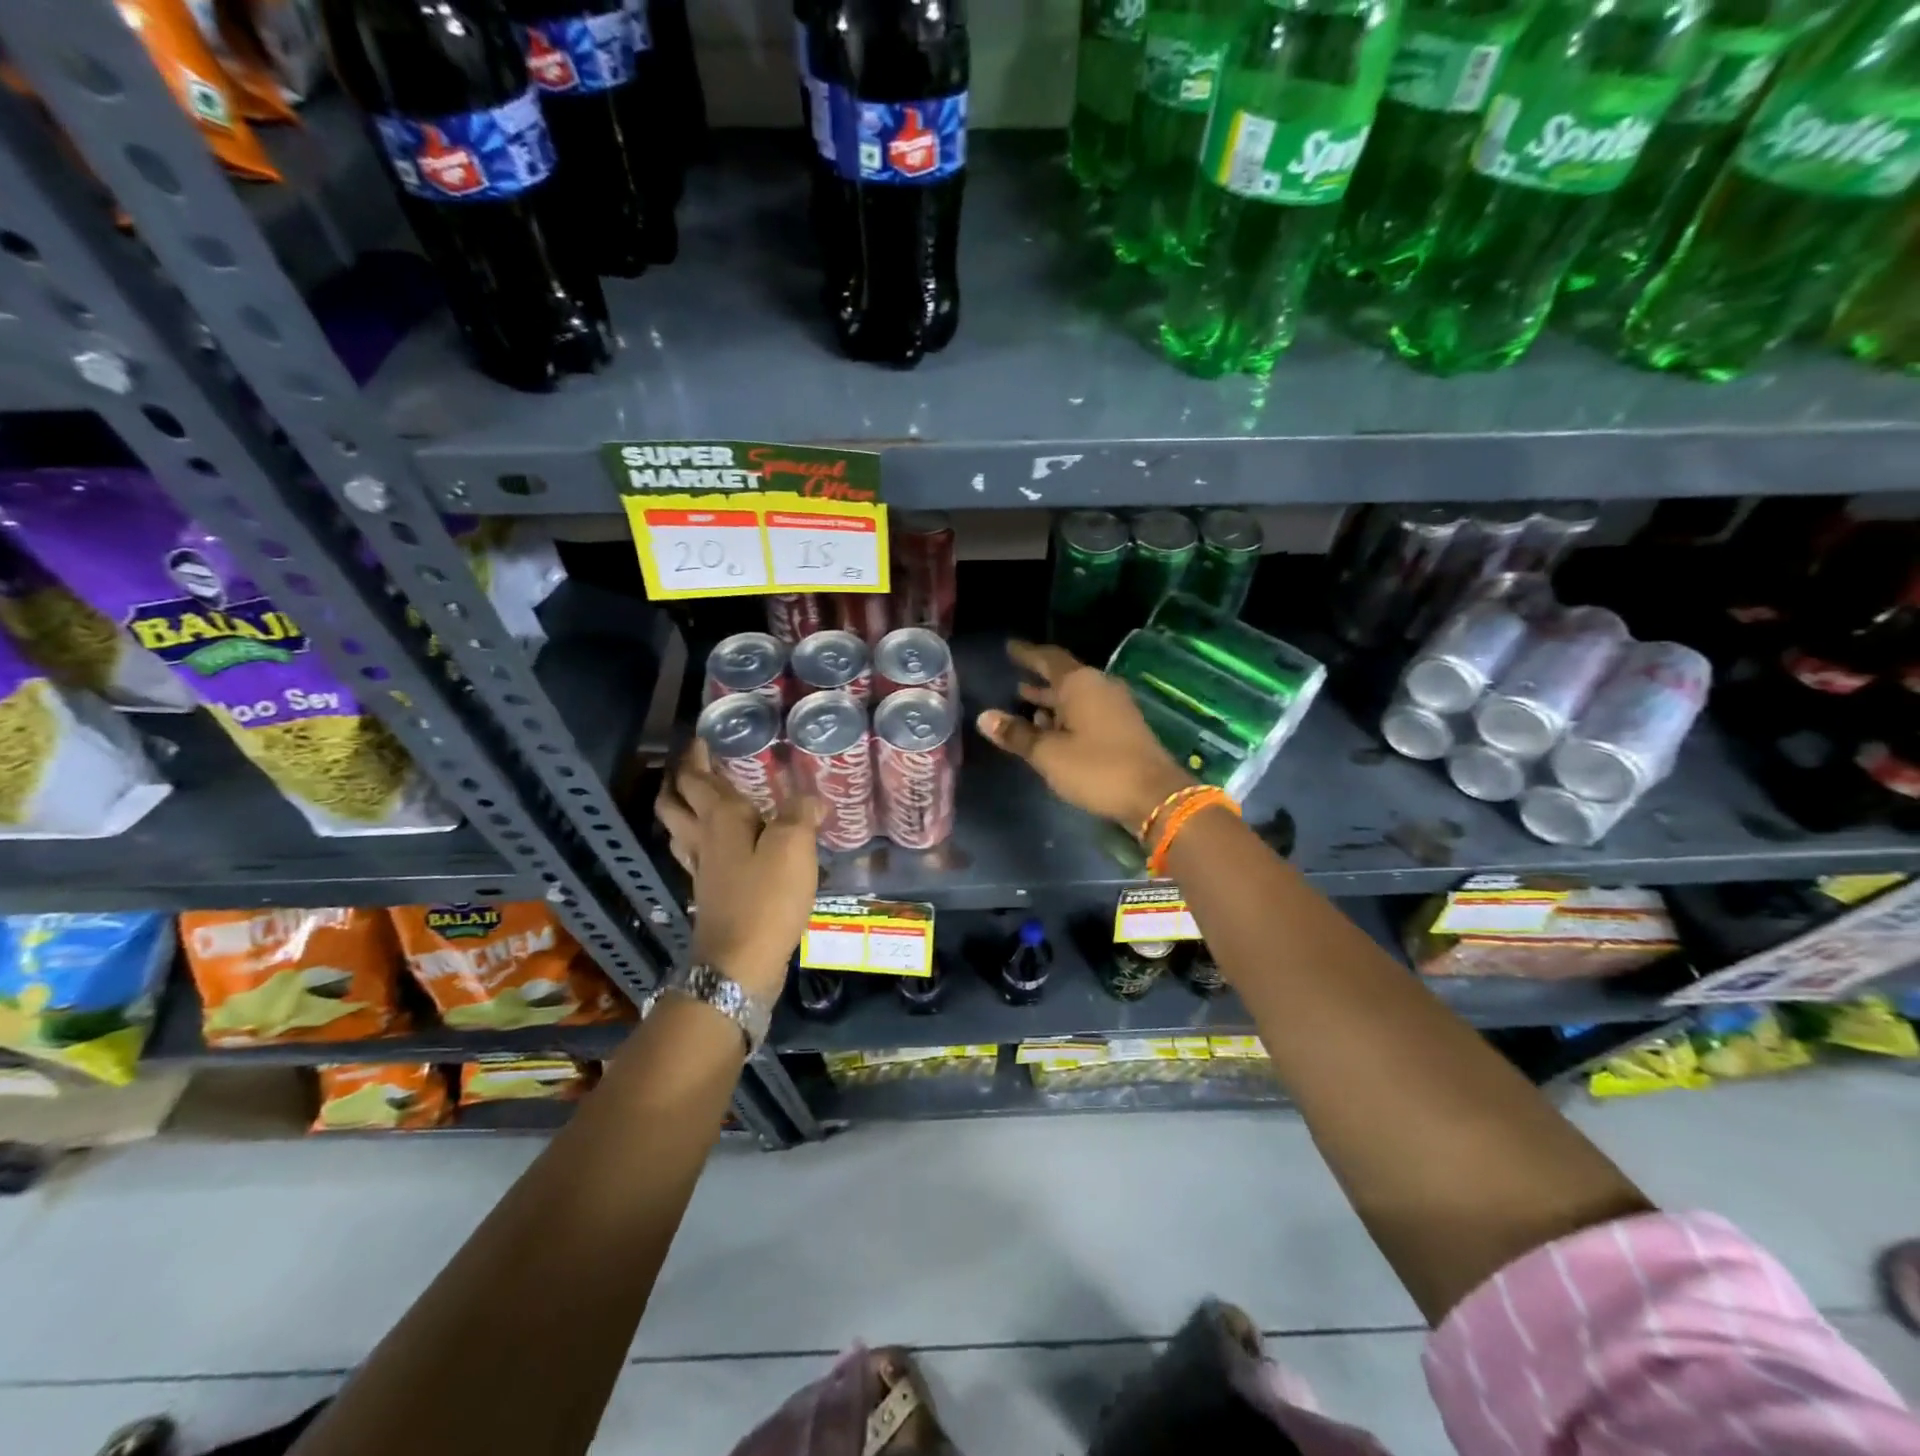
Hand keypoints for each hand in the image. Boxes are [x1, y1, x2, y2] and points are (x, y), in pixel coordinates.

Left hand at [654, 742, 821, 1001]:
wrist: (739, 963)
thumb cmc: (766, 898)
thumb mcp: (793, 848)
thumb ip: (800, 816)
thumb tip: (810, 799)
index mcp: (720, 819)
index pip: (696, 778)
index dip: (695, 755)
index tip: (701, 736)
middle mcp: (703, 839)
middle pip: (674, 802)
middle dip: (679, 779)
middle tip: (695, 764)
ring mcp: (701, 868)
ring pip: (679, 829)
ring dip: (682, 808)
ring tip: (701, 797)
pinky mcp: (709, 893)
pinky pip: (696, 854)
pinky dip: (700, 839)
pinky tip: (720, 845)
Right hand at [976, 640, 1194, 831]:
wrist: (1154, 796)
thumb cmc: (1096, 768)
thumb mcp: (1049, 754)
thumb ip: (1017, 734)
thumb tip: (985, 717)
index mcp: (1080, 683)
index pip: (1048, 658)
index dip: (1027, 654)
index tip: (1009, 648)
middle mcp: (1099, 687)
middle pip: (1063, 677)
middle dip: (1038, 680)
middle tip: (1014, 679)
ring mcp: (1115, 707)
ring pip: (1075, 697)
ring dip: (1051, 700)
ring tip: (1025, 704)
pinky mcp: (1123, 727)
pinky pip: (1087, 711)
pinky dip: (1066, 715)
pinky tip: (1052, 729)